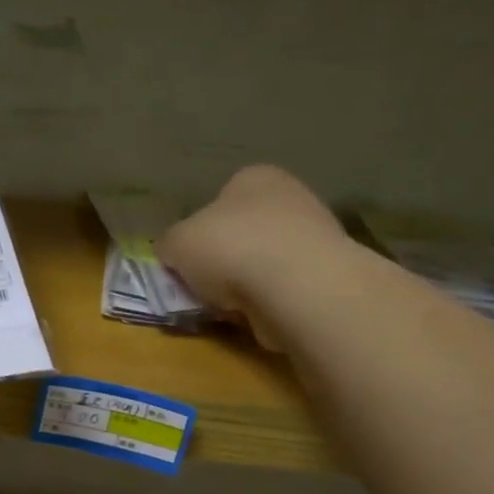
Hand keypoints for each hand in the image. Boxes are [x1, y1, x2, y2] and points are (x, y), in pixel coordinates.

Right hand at [158, 165, 348, 348]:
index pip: (218, 200)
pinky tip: (252, 315)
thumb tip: (172, 253)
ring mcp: (314, 238)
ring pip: (260, 264)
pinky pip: (279, 291)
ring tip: (224, 306)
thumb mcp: (176, 242)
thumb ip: (169, 244)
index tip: (186, 260)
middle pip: (241, 233)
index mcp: (254, 177)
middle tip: (200, 287)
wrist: (296, 288)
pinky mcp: (323, 277)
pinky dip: (263, 305)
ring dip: (240, 287)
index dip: (197, 232)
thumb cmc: (230, 248)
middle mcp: (290, 198)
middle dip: (220, 261)